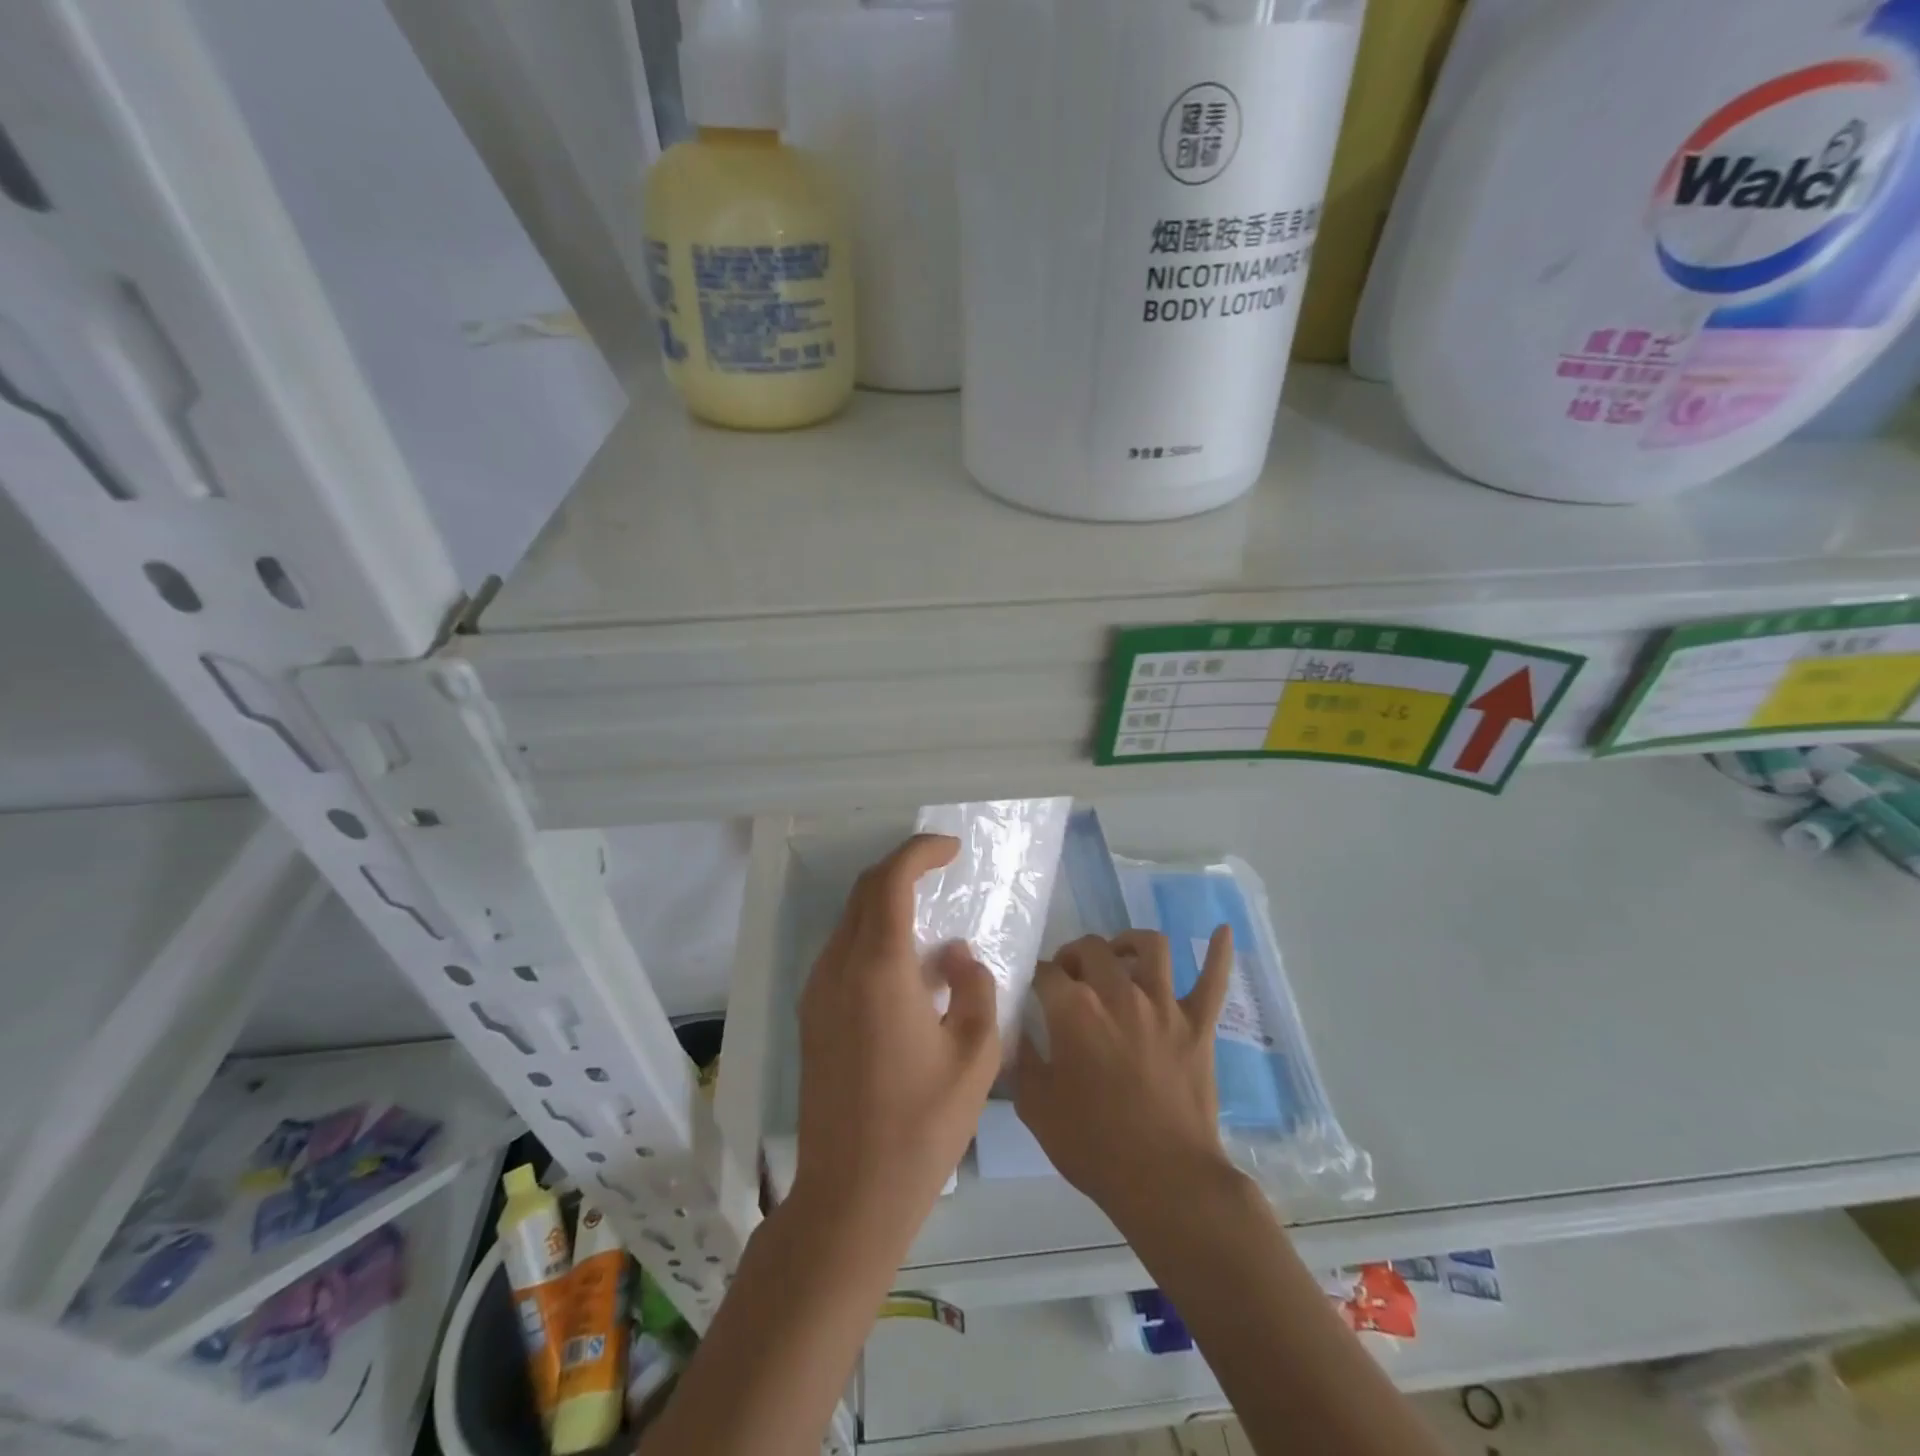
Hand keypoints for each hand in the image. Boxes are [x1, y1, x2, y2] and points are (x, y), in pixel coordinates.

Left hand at [791, 834, 1000, 1249]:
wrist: (850, 1195)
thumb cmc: (922, 1125)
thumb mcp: (975, 1055)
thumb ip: (974, 988)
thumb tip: (956, 956)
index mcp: (878, 968)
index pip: (891, 880)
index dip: (919, 852)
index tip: (951, 848)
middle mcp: (838, 968)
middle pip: (864, 892)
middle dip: (902, 869)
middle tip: (942, 870)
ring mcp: (817, 991)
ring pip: (849, 921)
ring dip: (886, 903)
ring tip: (929, 918)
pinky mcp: (812, 1015)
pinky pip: (842, 952)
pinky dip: (873, 936)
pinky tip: (906, 968)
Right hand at [1015, 928, 1236, 1230]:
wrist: (1165, 1181)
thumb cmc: (1094, 1145)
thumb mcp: (1035, 1107)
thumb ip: (1022, 1060)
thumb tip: (1018, 1032)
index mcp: (1074, 1009)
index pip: (1046, 972)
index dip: (1036, 978)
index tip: (1034, 991)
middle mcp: (1118, 993)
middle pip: (1092, 948)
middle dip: (1074, 955)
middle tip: (1070, 976)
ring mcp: (1164, 1005)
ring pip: (1150, 947)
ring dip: (1130, 943)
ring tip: (1120, 955)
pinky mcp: (1199, 1024)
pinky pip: (1213, 979)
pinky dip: (1219, 953)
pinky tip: (1222, 930)